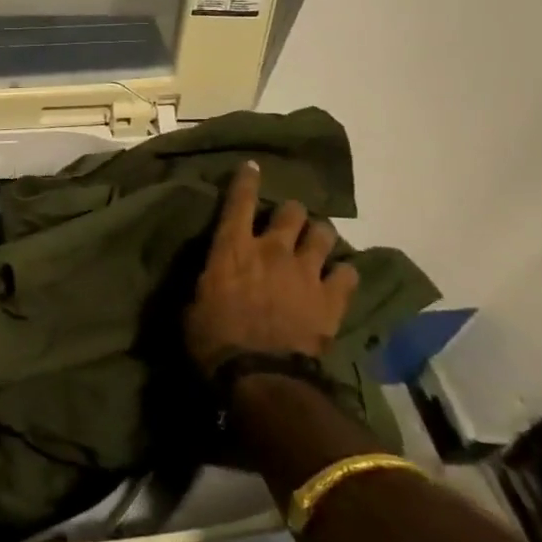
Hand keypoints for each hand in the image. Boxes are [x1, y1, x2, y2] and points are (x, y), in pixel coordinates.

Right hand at [186, 162, 356, 376]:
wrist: (260, 375)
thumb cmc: (214, 340)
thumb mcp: (193, 306)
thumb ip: (205, 284)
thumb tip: (207, 282)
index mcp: (232, 248)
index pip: (238, 201)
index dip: (246, 180)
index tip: (252, 166)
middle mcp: (272, 249)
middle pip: (291, 212)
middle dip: (290, 213)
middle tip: (288, 222)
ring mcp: (306, 271)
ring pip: (323, 234)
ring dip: (319, 236)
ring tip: (316, 243)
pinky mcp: (331, 298)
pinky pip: (348, 273)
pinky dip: (343, 273)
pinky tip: (339, 278)